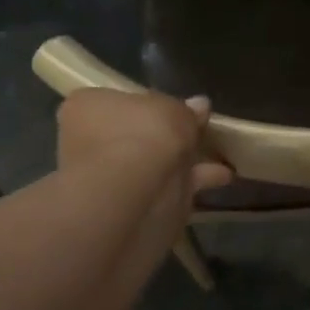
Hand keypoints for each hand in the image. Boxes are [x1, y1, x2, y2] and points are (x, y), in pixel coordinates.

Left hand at [56, 89, 233, 235]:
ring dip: (184, 162)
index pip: (116, 101)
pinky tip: (222, 178)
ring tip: (219, 158)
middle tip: (200, 132)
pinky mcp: (129, 208)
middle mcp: (89, 141)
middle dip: (166, 136)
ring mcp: (107, 178)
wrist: (132, 194)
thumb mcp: (173, 109)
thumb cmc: (142, 134)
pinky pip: (167, 189)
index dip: (148, 105)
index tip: (176, 110)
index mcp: (87, 107)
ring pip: (151, 165)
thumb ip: (186, 109)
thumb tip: (199, 105)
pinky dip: (193, 184)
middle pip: (135, 135)